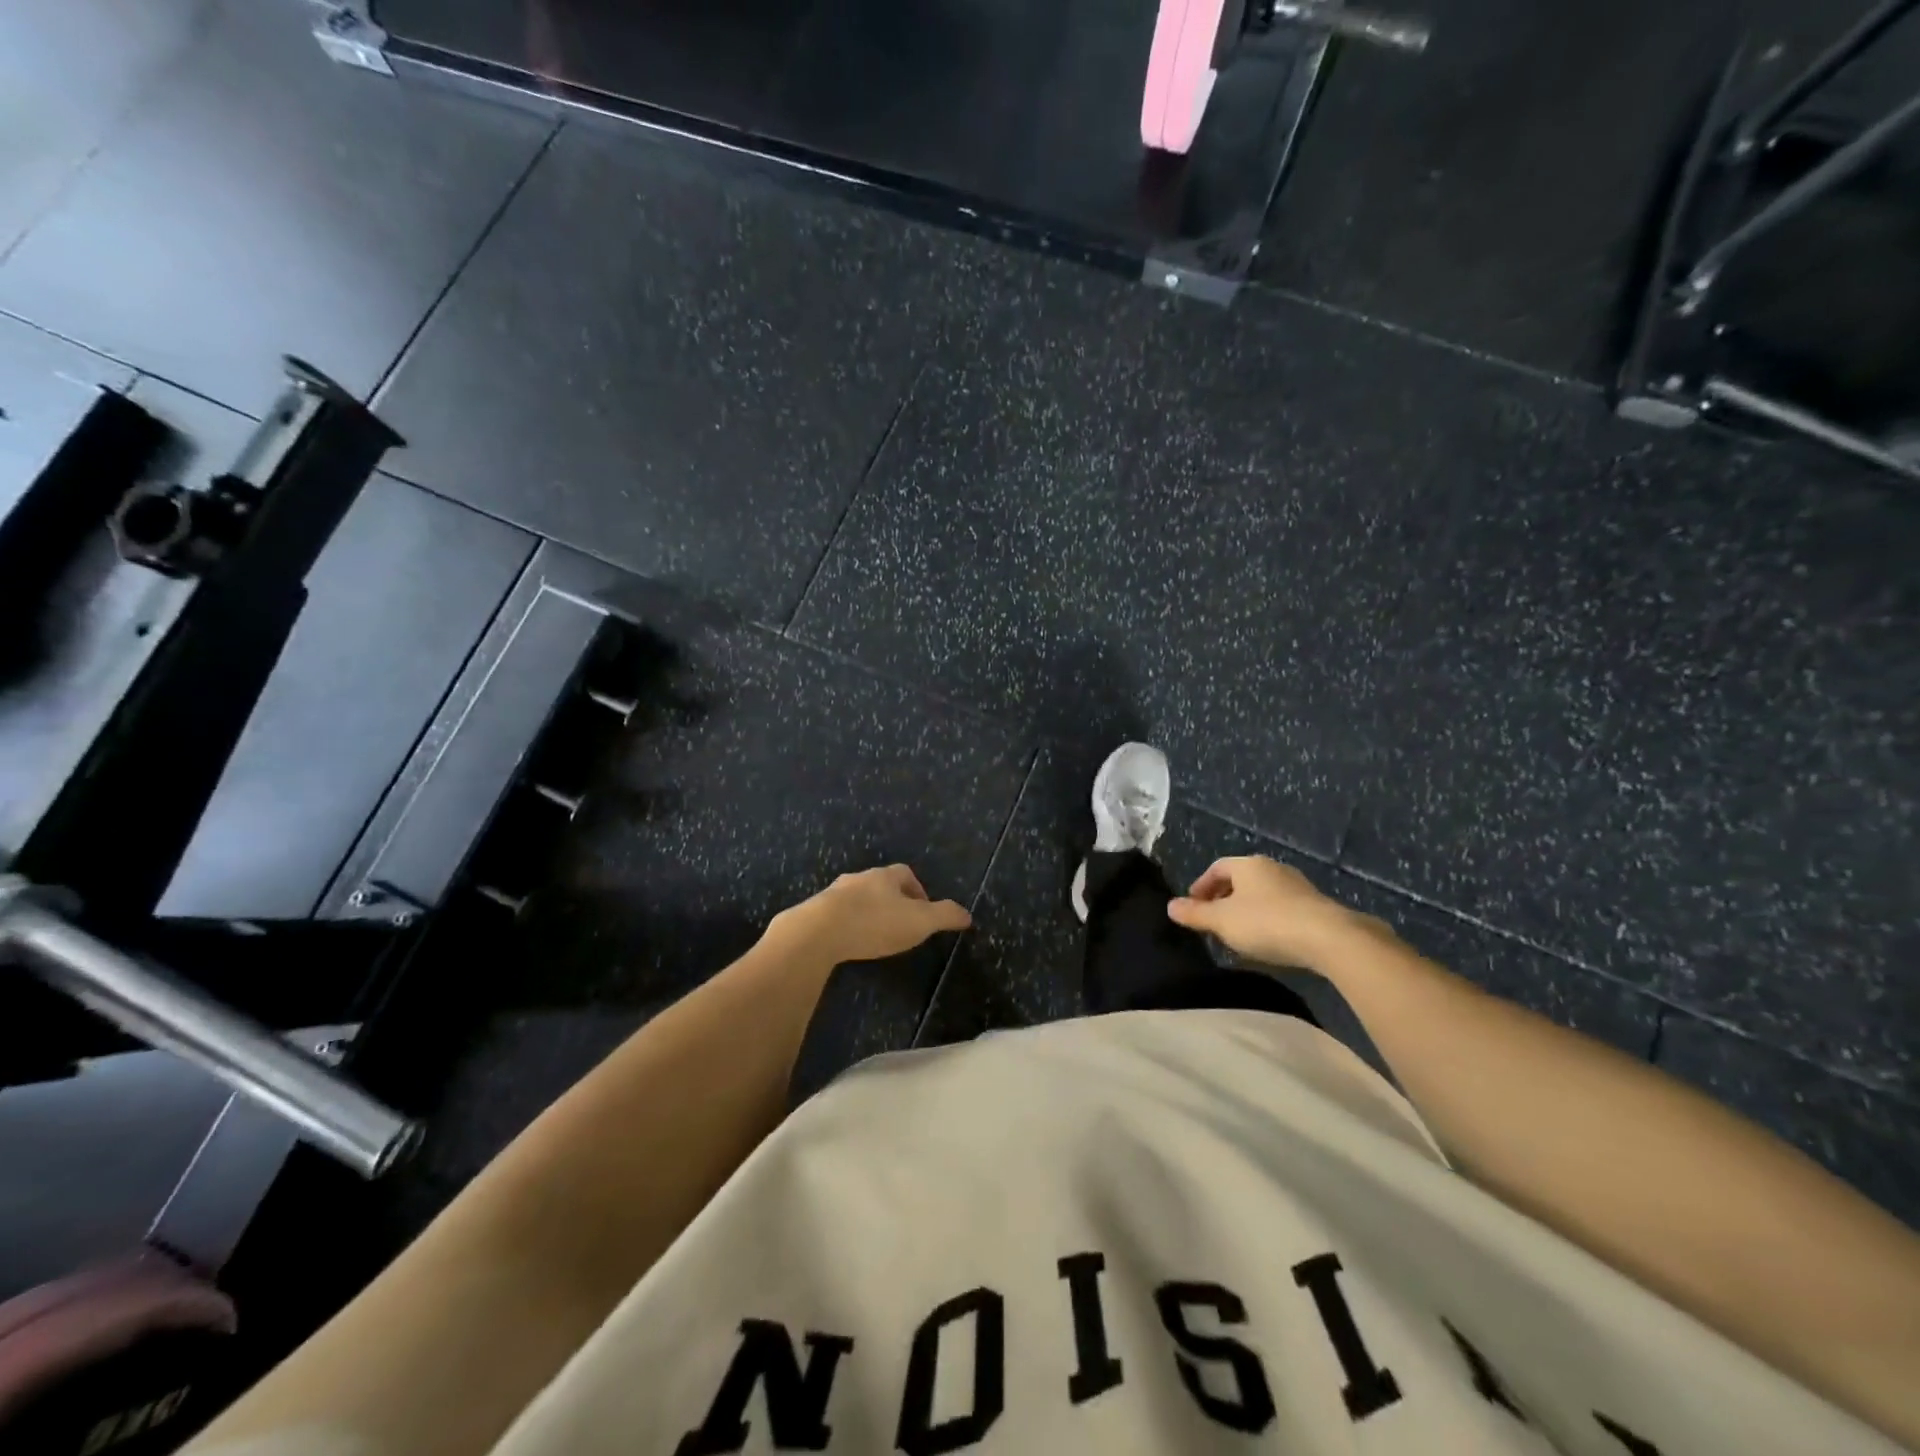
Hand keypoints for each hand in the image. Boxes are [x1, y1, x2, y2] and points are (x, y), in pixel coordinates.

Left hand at [767, 865, 971, 966]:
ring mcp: (833, 894)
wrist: (818, 933)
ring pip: (856, 899)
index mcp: (884, 876)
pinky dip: (846, 925)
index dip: (918, 889)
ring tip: (874, 935)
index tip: (924, 910)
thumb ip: (945, 916)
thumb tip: (968, 914)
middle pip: (879, 884)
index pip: (906, 874)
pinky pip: (836, 915)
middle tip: (901, 924)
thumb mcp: (919, 922)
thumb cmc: (875, 923)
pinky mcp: (814, 913)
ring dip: (867, 912)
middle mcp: (858, 879)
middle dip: (892, 901)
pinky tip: (849, 943)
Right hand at [1167, 856, 1380, 969]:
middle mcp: (1273, 868)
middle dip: (1223, 899)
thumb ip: (1195, 914)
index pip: (1217, 868)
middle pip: (1240, 880)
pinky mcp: (1316, 907)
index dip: (1201, 886)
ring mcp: (1297, 886)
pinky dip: (1268, 920)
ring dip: (1247, 911)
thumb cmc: (1266, 923)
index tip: (1193, 906)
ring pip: (1262, 895)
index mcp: (1248, 865)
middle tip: (1213, 921)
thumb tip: (1170, 905)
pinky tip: (1268, 941)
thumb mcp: (1222, 921)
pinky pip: (1282, 909)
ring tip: (1238, 935)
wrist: (1329, 939)